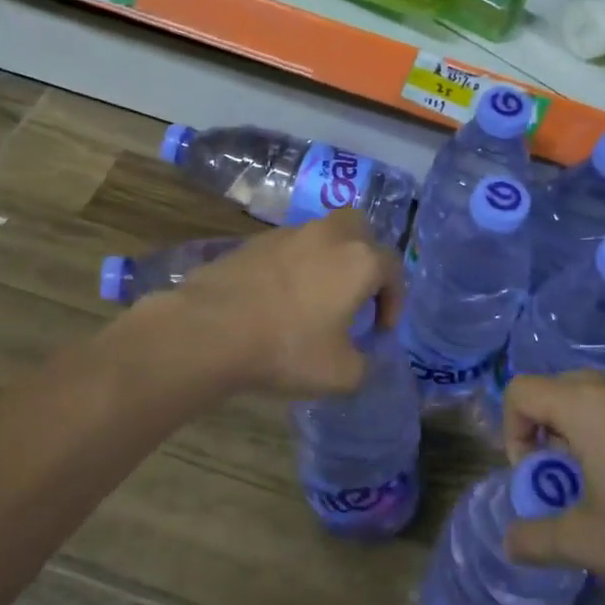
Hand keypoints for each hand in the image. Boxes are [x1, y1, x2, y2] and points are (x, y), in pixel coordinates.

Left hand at [171, 209, 402, 397]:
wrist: (210, 330)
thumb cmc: (287, 348)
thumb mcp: (341, 374)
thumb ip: (365, 365)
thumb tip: (362, 358)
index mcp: (359, 260)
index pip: (393, 269)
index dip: (394, 301)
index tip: (381, 329)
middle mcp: (329, 235)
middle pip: (360, 229)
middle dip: (365, 257)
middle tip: (357, 291)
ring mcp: (288, 234)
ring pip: (321, 235)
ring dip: (328, 260)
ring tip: (316, 298)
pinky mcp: (253, 241)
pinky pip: (288, 248)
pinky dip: (294, 265)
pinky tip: (280, 297)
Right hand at [501, 371, 604, 604]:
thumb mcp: (589, 545)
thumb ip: (537, 538)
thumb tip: (509, 542)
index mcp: (588, 405)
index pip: (522, 390)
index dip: (512, 431)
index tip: (535, 475)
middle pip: (558, 388)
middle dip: (545, 429)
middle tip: (563, 478)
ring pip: (597, 396)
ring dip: (581, 430)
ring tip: (600, 482)